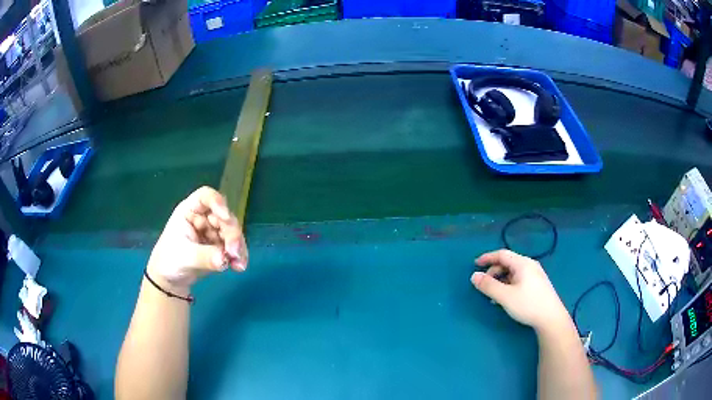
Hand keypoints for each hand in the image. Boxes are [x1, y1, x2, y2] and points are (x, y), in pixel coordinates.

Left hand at [147, 187, 247, 294]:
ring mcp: (212, 231)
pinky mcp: (220, 246)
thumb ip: (204, 257)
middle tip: (234, 252)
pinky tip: (239, 267)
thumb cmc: (169, 261)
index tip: (225, 218)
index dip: (217, 203)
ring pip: (232, 232)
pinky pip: (233, 247)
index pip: (205, 197)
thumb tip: (224, 259)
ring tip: (238, 264)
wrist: (170, 279)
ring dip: (238, 246)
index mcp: (189, 211)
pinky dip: (239, 256)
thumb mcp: (184, 257)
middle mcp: (203, 217)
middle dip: (232, 234)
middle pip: (224, 217)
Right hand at [470, 249, 569, 331]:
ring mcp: (535, 275)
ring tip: (493, 296)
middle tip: (484, 286)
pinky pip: (519, 279)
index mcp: (522, 263)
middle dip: (493, 272)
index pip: (502, 254)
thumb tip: (474, 276)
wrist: (551, 318)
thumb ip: (488, 286)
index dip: (487, 257)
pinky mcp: (537, 285)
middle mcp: (530, 265)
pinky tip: (506, 298)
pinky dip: (508, 285)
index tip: (475, 264)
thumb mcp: (505, 296)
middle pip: (507, 263)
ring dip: (500, 281)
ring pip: (513, 273)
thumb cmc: (528, 304)